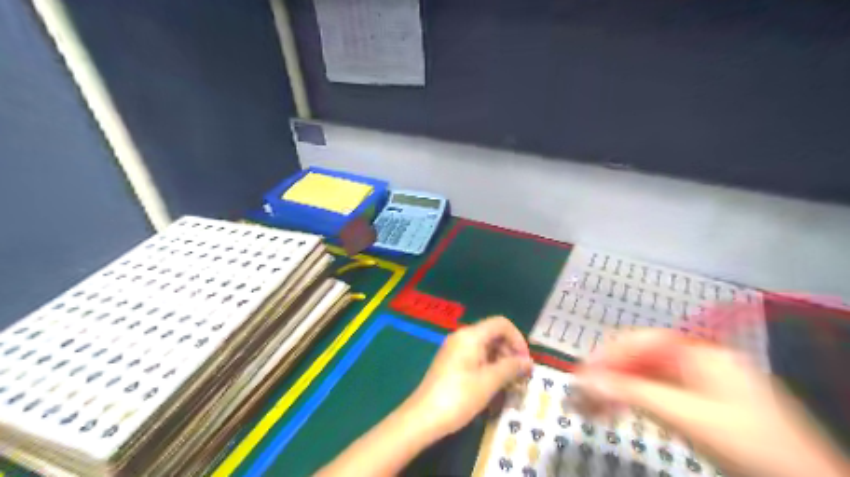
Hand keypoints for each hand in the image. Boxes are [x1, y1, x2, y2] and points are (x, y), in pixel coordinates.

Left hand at [401, 315, 528, 441]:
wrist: (423, 417)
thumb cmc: (458, 397)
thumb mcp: (489, 382)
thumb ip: (510, 368)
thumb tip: (527, 362)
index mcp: (470, 335)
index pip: (501, 324)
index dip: (518, 339)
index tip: (525, 362)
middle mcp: (461, 336)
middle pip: (493, 334)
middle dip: (510, 351)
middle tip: (520, 376)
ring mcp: (454, 349)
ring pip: (485, 346)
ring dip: (501, 361)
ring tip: (510, 383)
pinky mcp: (451, 362)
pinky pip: (475, 356)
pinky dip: (489, 366)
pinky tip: (494, 385)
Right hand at [574, 329, 845, 476]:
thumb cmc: (752, 445)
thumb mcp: (691, 418)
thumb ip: (636, 395)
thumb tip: (586, 381)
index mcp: (700, 354)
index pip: (641, 341)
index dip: (608, 354)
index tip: (582, 373)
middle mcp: (697, 361)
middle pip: (640, 358)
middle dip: (608, 373)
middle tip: (580, 394)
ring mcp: (698, 383)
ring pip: (644, 376)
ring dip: (615, 389)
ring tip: (589, 406)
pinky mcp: (698, 404)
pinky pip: (655, 393)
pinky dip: (632, 401)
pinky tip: (614, 411)